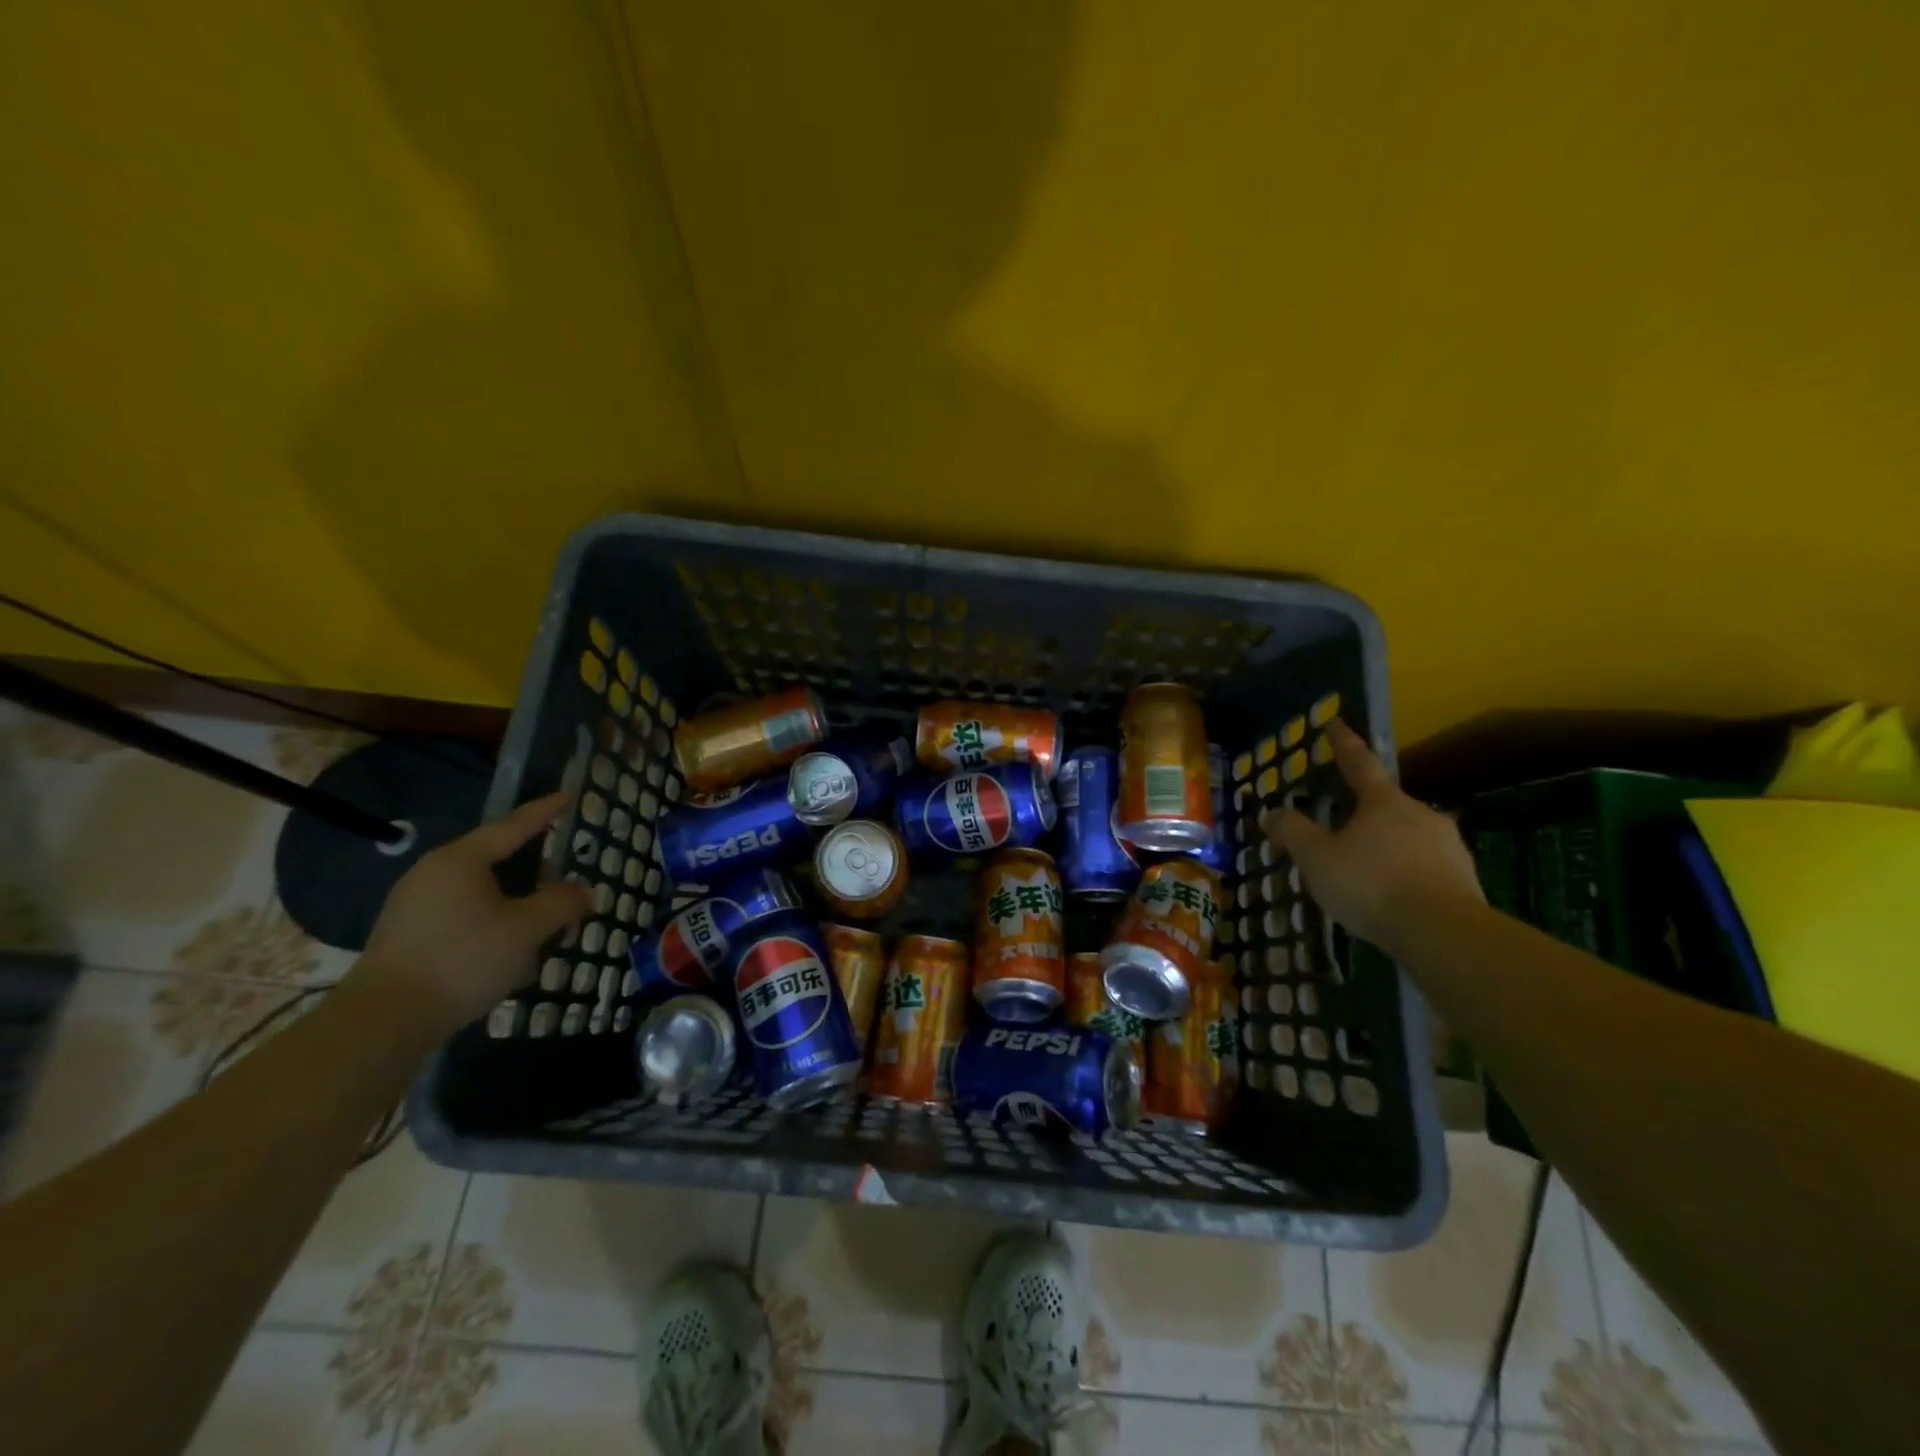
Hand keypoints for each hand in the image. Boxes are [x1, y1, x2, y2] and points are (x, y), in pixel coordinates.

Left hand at [350, 791, 590, 1036]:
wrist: (383, 1021)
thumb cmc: (463, 961)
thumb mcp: (527, 930)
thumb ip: (561, 903)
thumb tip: (584, 891)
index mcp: (462, 860)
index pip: (514, 825)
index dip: (546, 811)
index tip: (570, 796)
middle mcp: (434, 872)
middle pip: (498, 859)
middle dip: (536, 873)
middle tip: (565, 890)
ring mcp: (416, 903)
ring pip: (482, 890)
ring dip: (516, 903)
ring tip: (541, 929)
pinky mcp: (408, 933)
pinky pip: (464, 912)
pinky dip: (493, 920)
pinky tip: (508, 952)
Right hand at [1261, 720, 1482, 950]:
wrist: (1443, 933)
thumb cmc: (1371, 885)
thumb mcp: (1317, 859)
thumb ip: (1293, 832)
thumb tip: (1271, 812)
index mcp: (1383, 802)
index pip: (1359, 763)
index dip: (1344, 743)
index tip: (1336, 724)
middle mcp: (1420, 814)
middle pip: (1387, 803)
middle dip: (1366, 809)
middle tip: (1344, 823)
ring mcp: (1448, 846)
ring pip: (1409, 835)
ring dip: (1387, 844)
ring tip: (1367, 867)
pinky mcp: (1464, 879)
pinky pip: (1426, 865)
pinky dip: (1406, 871)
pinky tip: (1393, 893)